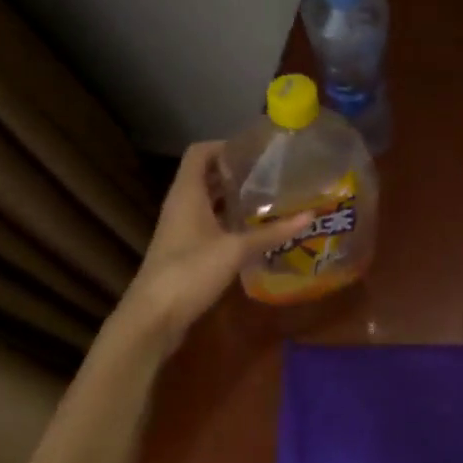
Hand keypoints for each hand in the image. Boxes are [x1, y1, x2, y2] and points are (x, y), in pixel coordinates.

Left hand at [113, 141, 308, 350]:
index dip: (225, 146)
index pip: (200, 152)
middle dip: (236, 172)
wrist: (153, 317)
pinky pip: (208, 223)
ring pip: (208, 201)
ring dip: (233, 197)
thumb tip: (309, 216)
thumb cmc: (190, 271)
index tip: (257, 152)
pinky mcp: (185, 250)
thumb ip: (271, 232)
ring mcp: (181, 228)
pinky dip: (228, 220)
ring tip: (268, 197)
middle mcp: (181, 204)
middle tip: (271, 174)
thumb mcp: (235, 250)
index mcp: (187, 193)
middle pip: (206, 175)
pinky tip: (253, 229)